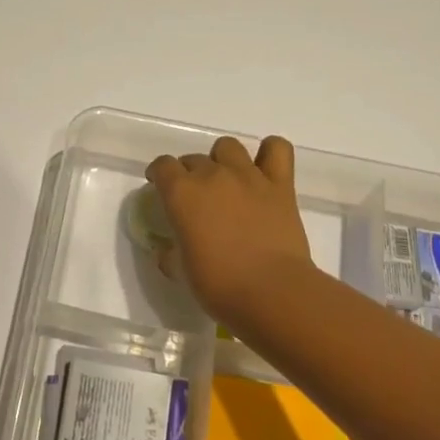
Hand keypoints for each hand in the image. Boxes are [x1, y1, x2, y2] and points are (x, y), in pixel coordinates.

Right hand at [146, 136, 316, 333]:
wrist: (271, 292)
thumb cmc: (218, 285)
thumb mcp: (181, 271)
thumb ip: (171, 254)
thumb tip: (168, 250)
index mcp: (181, 193)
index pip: (162, 166)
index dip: (159, 174)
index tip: (159, 187)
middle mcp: (212, 175)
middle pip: (193, 158)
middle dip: (189, 173)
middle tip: (196, 197)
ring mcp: (248, 176)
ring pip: (228, 147)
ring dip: (223, 160)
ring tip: (227, 180)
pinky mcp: (281, 185)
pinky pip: (277, 148)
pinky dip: (270, 152)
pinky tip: (265, 168)